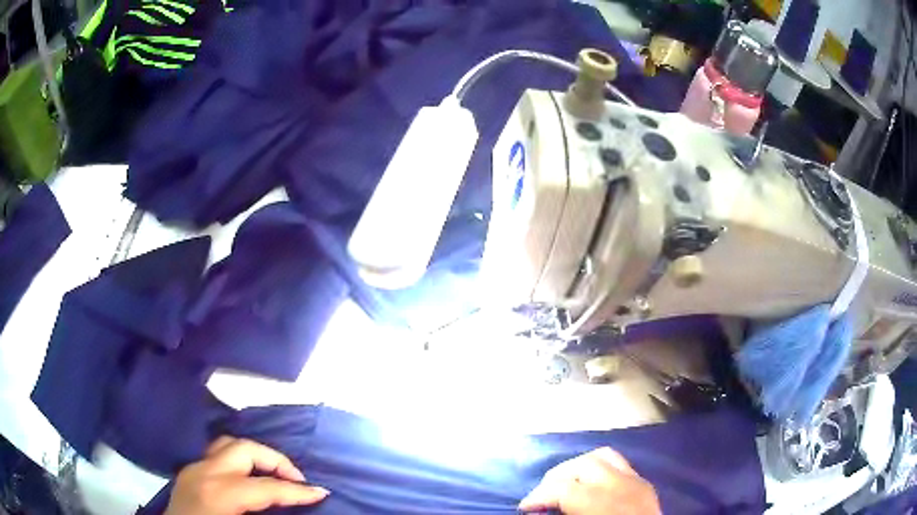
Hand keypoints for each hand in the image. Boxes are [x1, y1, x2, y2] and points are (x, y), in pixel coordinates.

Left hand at [165, 436, 328, 514]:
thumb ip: (266, 514)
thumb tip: (290, 505)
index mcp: (219, 493)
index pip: (267, 486)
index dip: (297, 491)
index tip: (322, 493)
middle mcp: (204, 472)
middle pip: (245, 449)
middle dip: (276, 460)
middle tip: (297, 480)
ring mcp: (193, 468)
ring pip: (228, 444)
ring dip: (255, 455)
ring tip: (274, 474)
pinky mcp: (188, 472)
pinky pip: (216, 455)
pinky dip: (237, 459)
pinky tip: (247, 476)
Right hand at [519, 447, 660, 514]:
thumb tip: (538, 511)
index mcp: (604, 504)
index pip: (563, 489)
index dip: (537, 496)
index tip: (524, 507)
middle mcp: (623, 485)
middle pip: (582, 465)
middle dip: (555, 477)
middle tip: (541, 496)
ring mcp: (638, 481)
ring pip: (603, 456)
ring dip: (578, 467)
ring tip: (565, 484)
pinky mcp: (646, 484)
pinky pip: (620, 464)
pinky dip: (599, 469)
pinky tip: (592, 485)